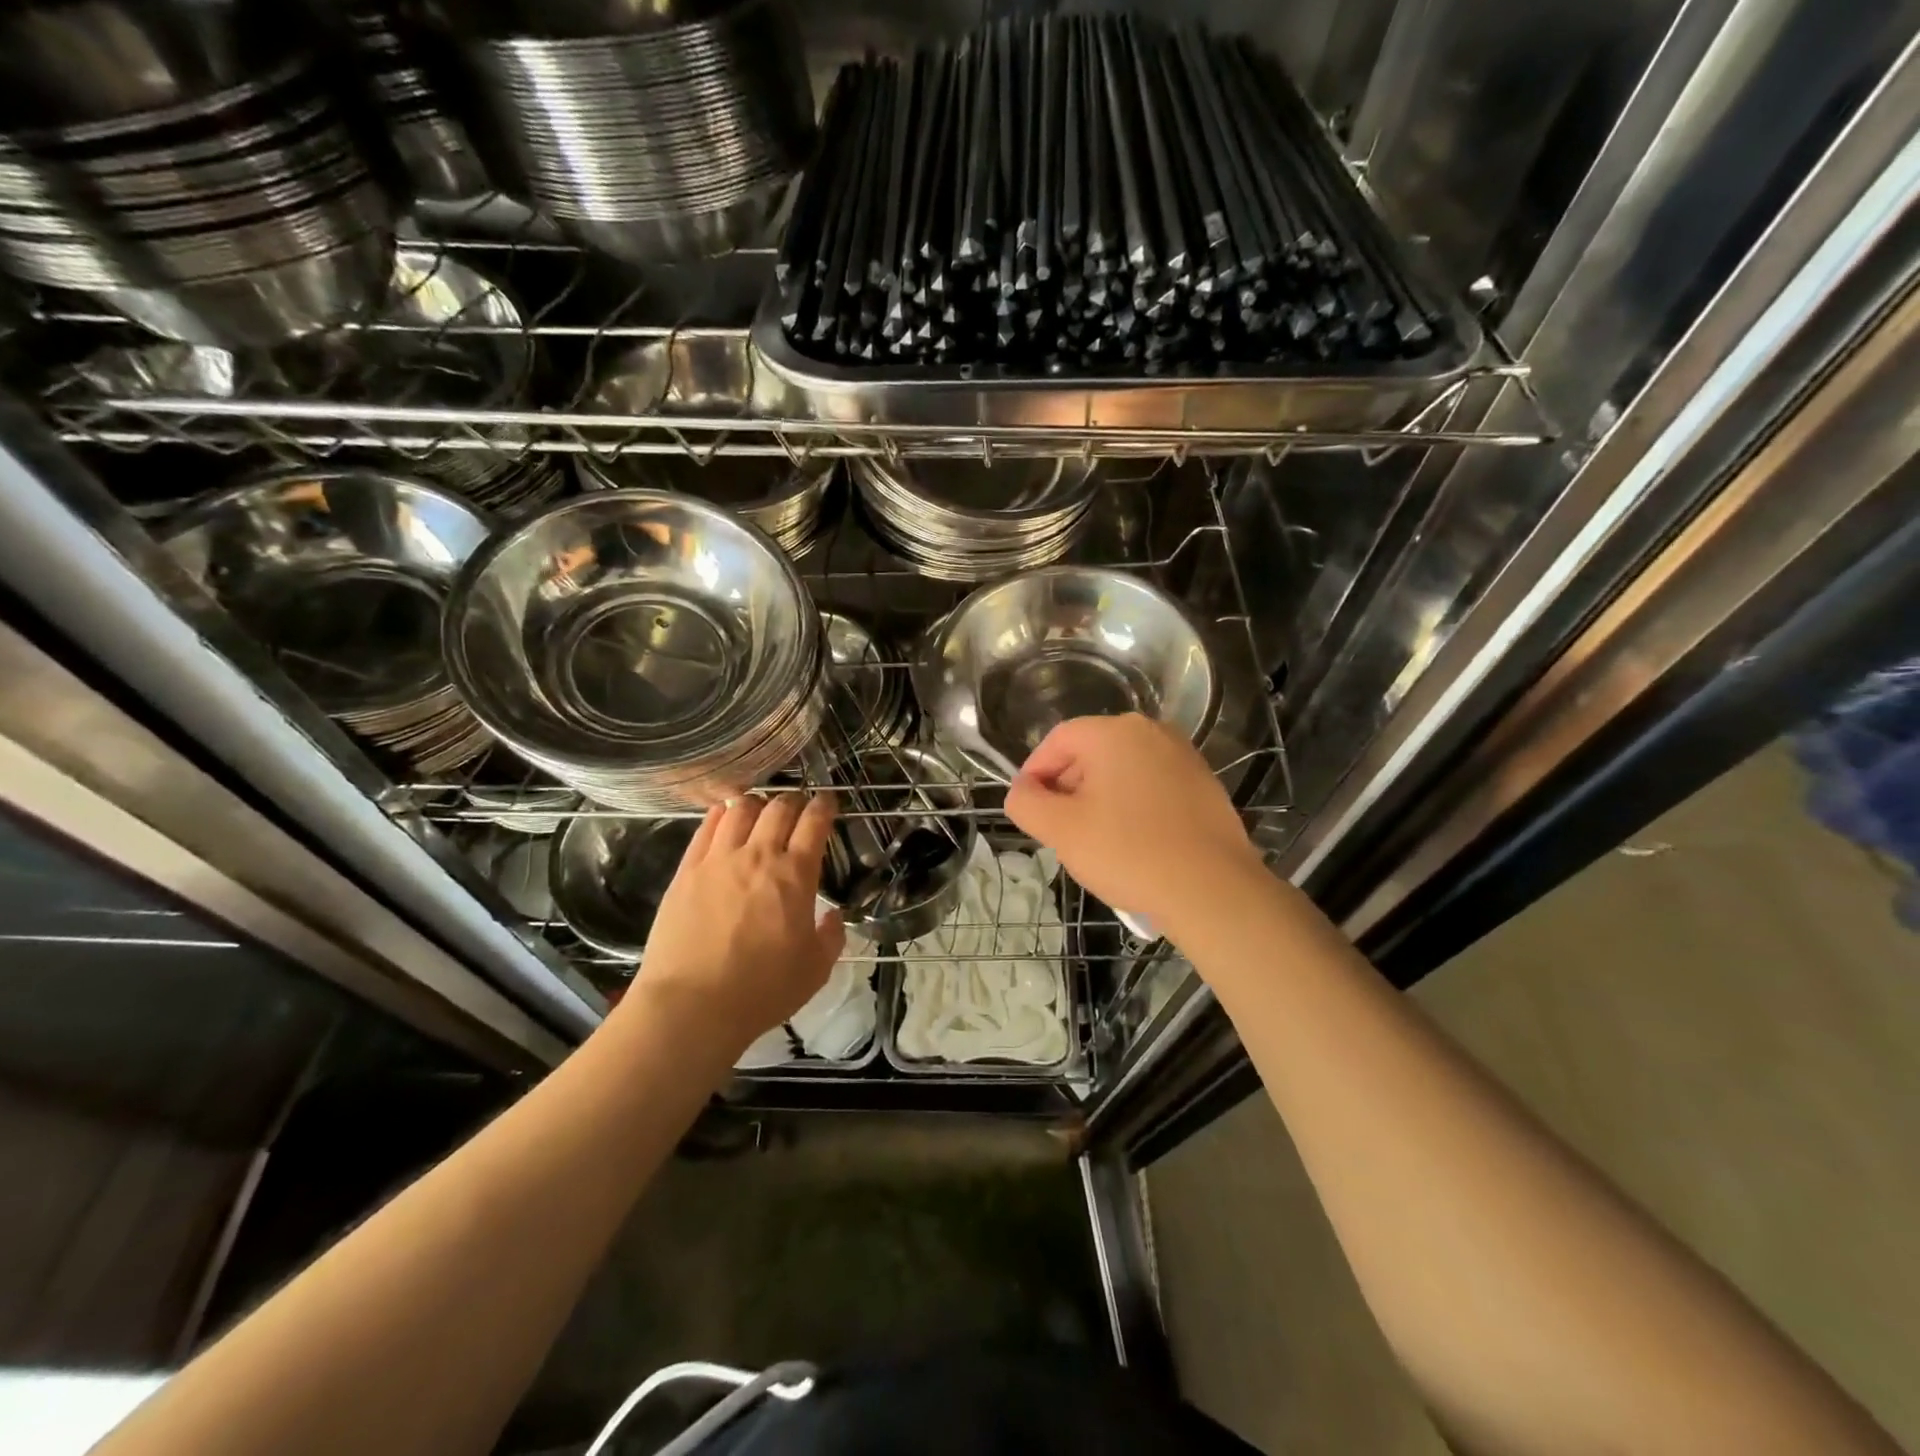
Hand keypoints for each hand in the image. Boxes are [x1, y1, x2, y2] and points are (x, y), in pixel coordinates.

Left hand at [624, 792, 844, 1052]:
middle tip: (798, 808)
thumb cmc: (762, 990)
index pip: (814, 822)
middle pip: (779, 807)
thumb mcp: (816, 969)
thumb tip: (834, 915)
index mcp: (796, 875)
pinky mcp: (687, 870)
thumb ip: (831, 936)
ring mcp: (718, 859)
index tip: (828, 803)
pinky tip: (724, 817)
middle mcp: (759, 855)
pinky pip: (705, 827)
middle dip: (794, 801)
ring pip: (740, 809)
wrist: (692, 1006)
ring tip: (760, 811)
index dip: (824, 806)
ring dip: (757, 804)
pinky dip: (720, 814)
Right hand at [1004, 714, 1263, 935]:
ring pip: (1122, 770)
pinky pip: (1152, 785)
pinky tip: (1133, 843)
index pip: (1057, 740)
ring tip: (1096, 841)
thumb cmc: (1129, 853)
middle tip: (1060, 829)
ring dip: (1099, 798)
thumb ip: (1026, 803)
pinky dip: (1133, 806)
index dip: (1034, 772)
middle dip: (1067, 787)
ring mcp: (1183, 756)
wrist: (1212, 890)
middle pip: (1090, 752)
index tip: (1028, 808)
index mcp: (1114, 732)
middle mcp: (1151, 731)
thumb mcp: (1061, 830)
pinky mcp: (1204, 783)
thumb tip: (1022, 791)